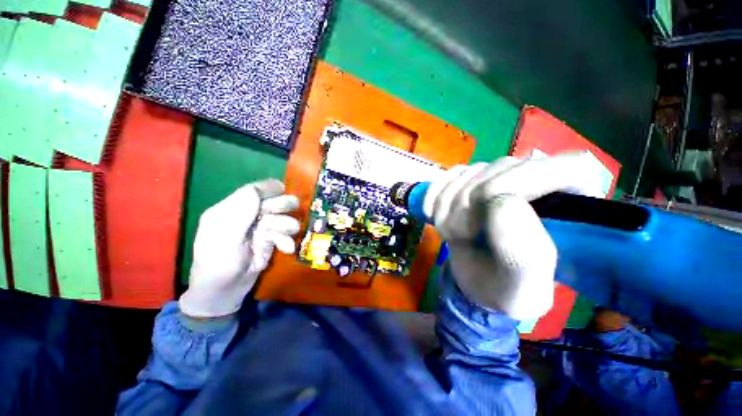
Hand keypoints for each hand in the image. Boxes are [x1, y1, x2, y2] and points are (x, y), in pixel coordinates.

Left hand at [179, 179, 299, 317]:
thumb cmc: (219, 263)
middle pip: (268, 203)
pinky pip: (282, 235)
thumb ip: (241, 211)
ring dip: (287, 224)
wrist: (224, 292)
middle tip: (294, 206)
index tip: (284, 188)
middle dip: (282, 204)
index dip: (267, 188)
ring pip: (279, 219)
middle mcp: (244, 217)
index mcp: (228, 211)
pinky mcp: (268, 242)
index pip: (250, 192)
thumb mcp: (226, 236)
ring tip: (290, 232)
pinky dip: (286, 240)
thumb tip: (258, 189)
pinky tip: (287, 249)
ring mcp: (257, 230)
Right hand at [424, 153, 605, 319]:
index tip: (484, 215)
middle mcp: (538, 180)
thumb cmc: (507, 288)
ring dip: (447, 206)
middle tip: (461, 236)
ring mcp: (497, 176)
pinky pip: (446, 176)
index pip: (560, 167)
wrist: (478, 280)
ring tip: (451, 233)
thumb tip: (502, 203)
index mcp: (572, 206)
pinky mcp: (469, 179)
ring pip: (468, 173)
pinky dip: (433, 197)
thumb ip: (523, 254)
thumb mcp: (522, 290)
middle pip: (499, 169)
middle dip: (469, 205)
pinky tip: (433, 217)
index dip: (517, 185)